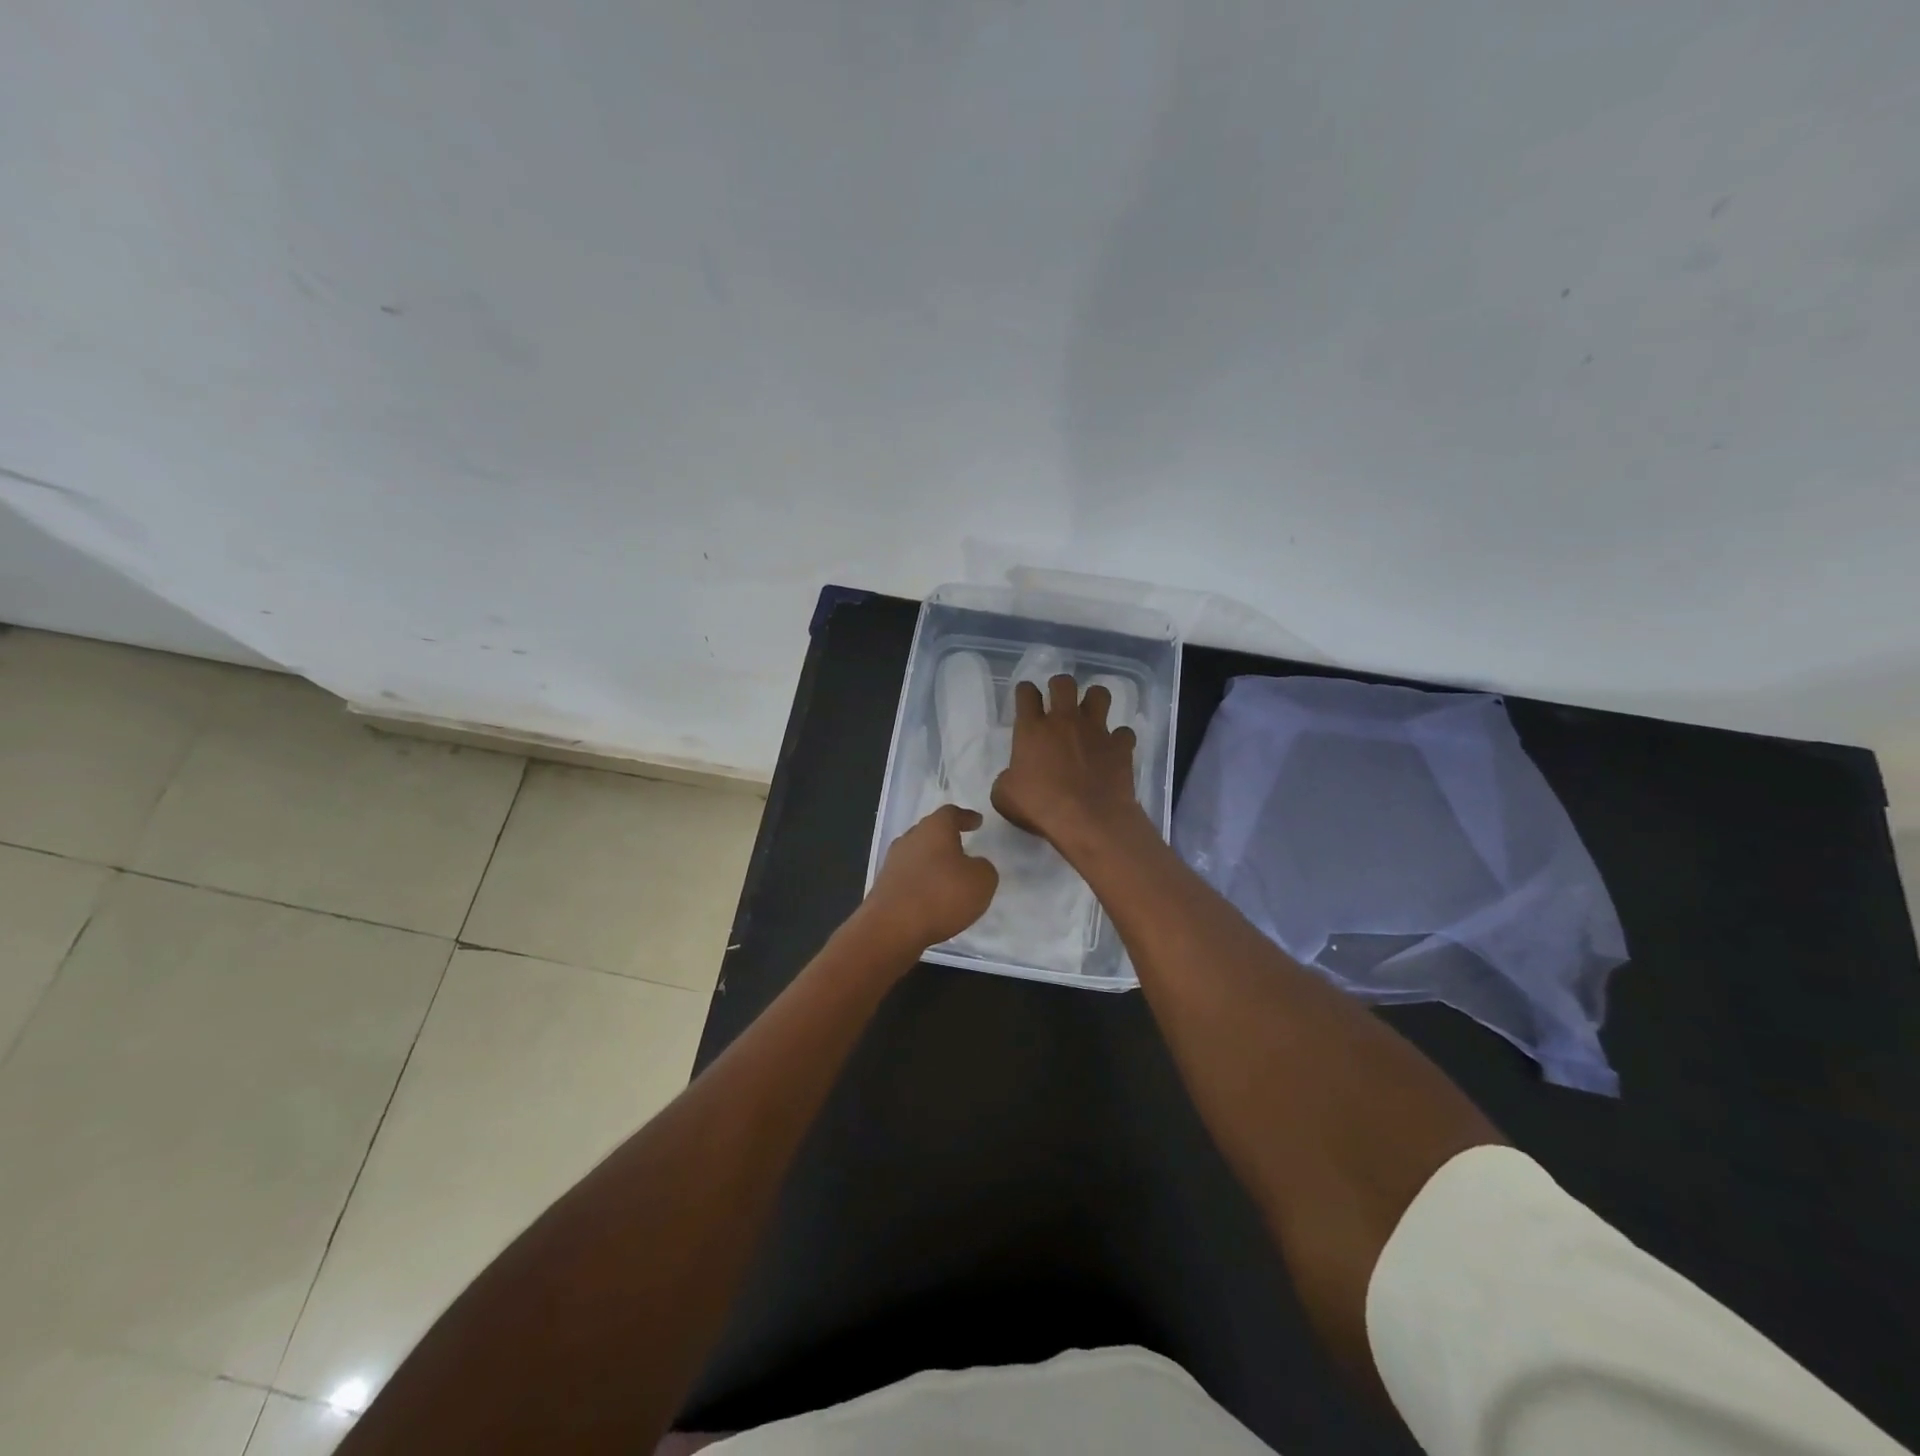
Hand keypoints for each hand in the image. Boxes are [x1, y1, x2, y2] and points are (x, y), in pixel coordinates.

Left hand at [861, 804, 998, 952]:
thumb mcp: (982, 881)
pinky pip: (909, 877)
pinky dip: (922, 882)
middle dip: (946, 838)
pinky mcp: (884, 886)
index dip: (966, 817)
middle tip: (963, 846)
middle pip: (930, 831)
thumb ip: (984, 868)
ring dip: (933, 862)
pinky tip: (932, 897)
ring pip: (918, 854)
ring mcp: (893, 862)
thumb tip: (975, 865)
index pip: (951, 813)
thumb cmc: (941, 895)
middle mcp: (910, 838)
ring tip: (949, 876)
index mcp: (934, 828)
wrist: (892, 927)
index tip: (977, 822)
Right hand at [991, 675, 1143, 850]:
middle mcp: (1064, 720)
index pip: (1026, 693)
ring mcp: (1096, 730)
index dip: (1025, 692)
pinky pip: (1124, 732)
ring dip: (1094, 700)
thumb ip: (1006, 779)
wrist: (1087, 820)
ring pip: (1099, 694)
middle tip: (1058, 702)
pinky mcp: (1120, 746)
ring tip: (1090, 715)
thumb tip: (1012, 777)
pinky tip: (1114, 750)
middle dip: (1059, 687)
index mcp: (1032, 729)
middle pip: (1063, 682)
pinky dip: (1119, 739)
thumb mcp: (1004, 796)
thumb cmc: (1039, 807)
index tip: (1026, 699)